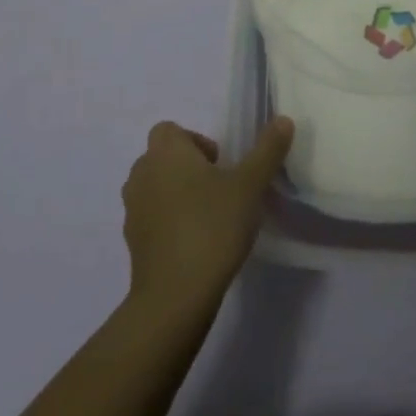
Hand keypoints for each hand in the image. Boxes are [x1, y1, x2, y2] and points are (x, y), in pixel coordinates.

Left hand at [121, 117, 293, 319]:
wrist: (175, 296)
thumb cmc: (212, 227)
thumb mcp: (250, 186)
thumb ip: (267, 150)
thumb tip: (283, 120)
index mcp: (166, 152)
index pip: (170, 130)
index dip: (195, 141)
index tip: (220, 164)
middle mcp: (142, 173)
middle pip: (162, 158)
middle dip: (188, 168)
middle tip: (219, 189)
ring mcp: (132, 209)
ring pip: (155, 188)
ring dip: (176, 195)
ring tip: (208, 217)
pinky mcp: (132, 242)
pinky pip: (151, 218)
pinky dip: (168, 223)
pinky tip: (194, 243)